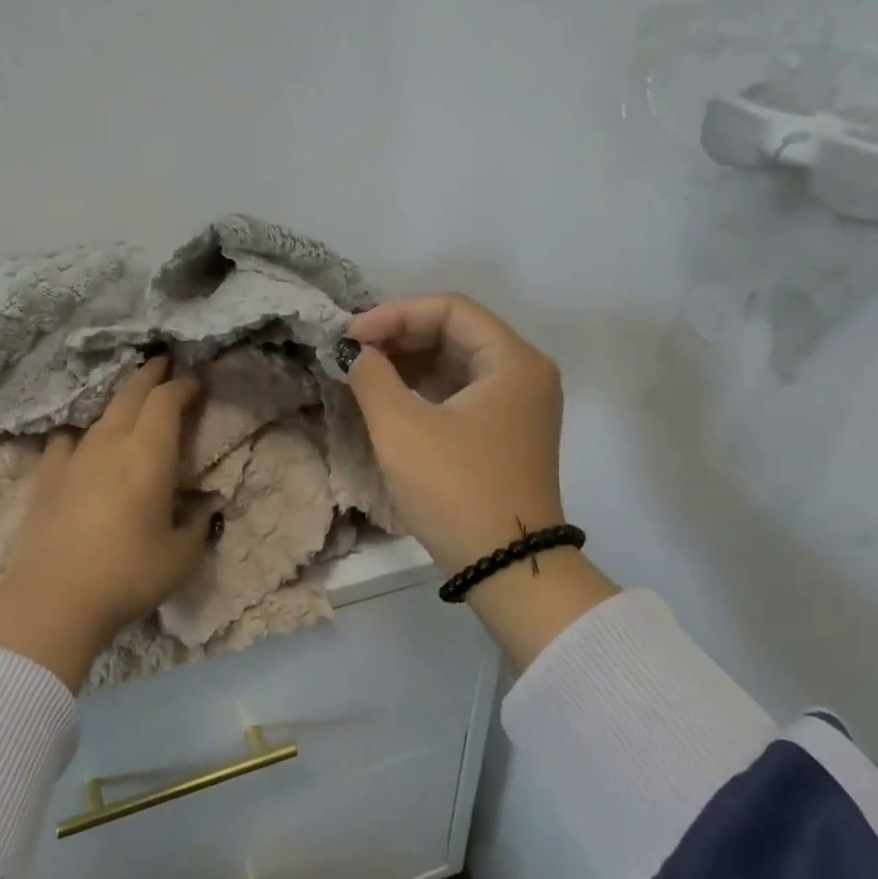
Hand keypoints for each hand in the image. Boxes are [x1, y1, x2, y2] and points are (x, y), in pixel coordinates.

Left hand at [0, 357, 221, 688]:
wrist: (52, 600)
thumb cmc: (127, 575)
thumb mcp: (181, 556)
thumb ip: (199, 524)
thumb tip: (207, 506)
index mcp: (149, 455)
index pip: (167, 402)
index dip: (184, 386)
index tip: (197, 383)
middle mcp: (111, 444)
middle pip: (131, 393)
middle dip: (151, 374)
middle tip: (165, 364)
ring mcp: (74, 458)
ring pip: (100, 415)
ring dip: (120, 402)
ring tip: (131, 402)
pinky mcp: (46, 478)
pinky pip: (65, 442)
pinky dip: (79, 436)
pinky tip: (80, 446)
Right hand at [344, 294, 617, 669]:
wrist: (508, 569)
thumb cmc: (456, 490)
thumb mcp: (402, 429)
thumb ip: (373, 377)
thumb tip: (360, 354)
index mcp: (513, 360)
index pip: (450, 309)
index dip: (395, 314)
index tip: (352, 337)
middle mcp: (526, 373)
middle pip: (457, 332)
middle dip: (402, 337)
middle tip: (355, 355)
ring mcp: (521, 405)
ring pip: (459, 363)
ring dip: (411, 363)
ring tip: (366, 375)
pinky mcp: (509, 432)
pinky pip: (465, 392)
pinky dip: (428, 389)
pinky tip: (393, 400)